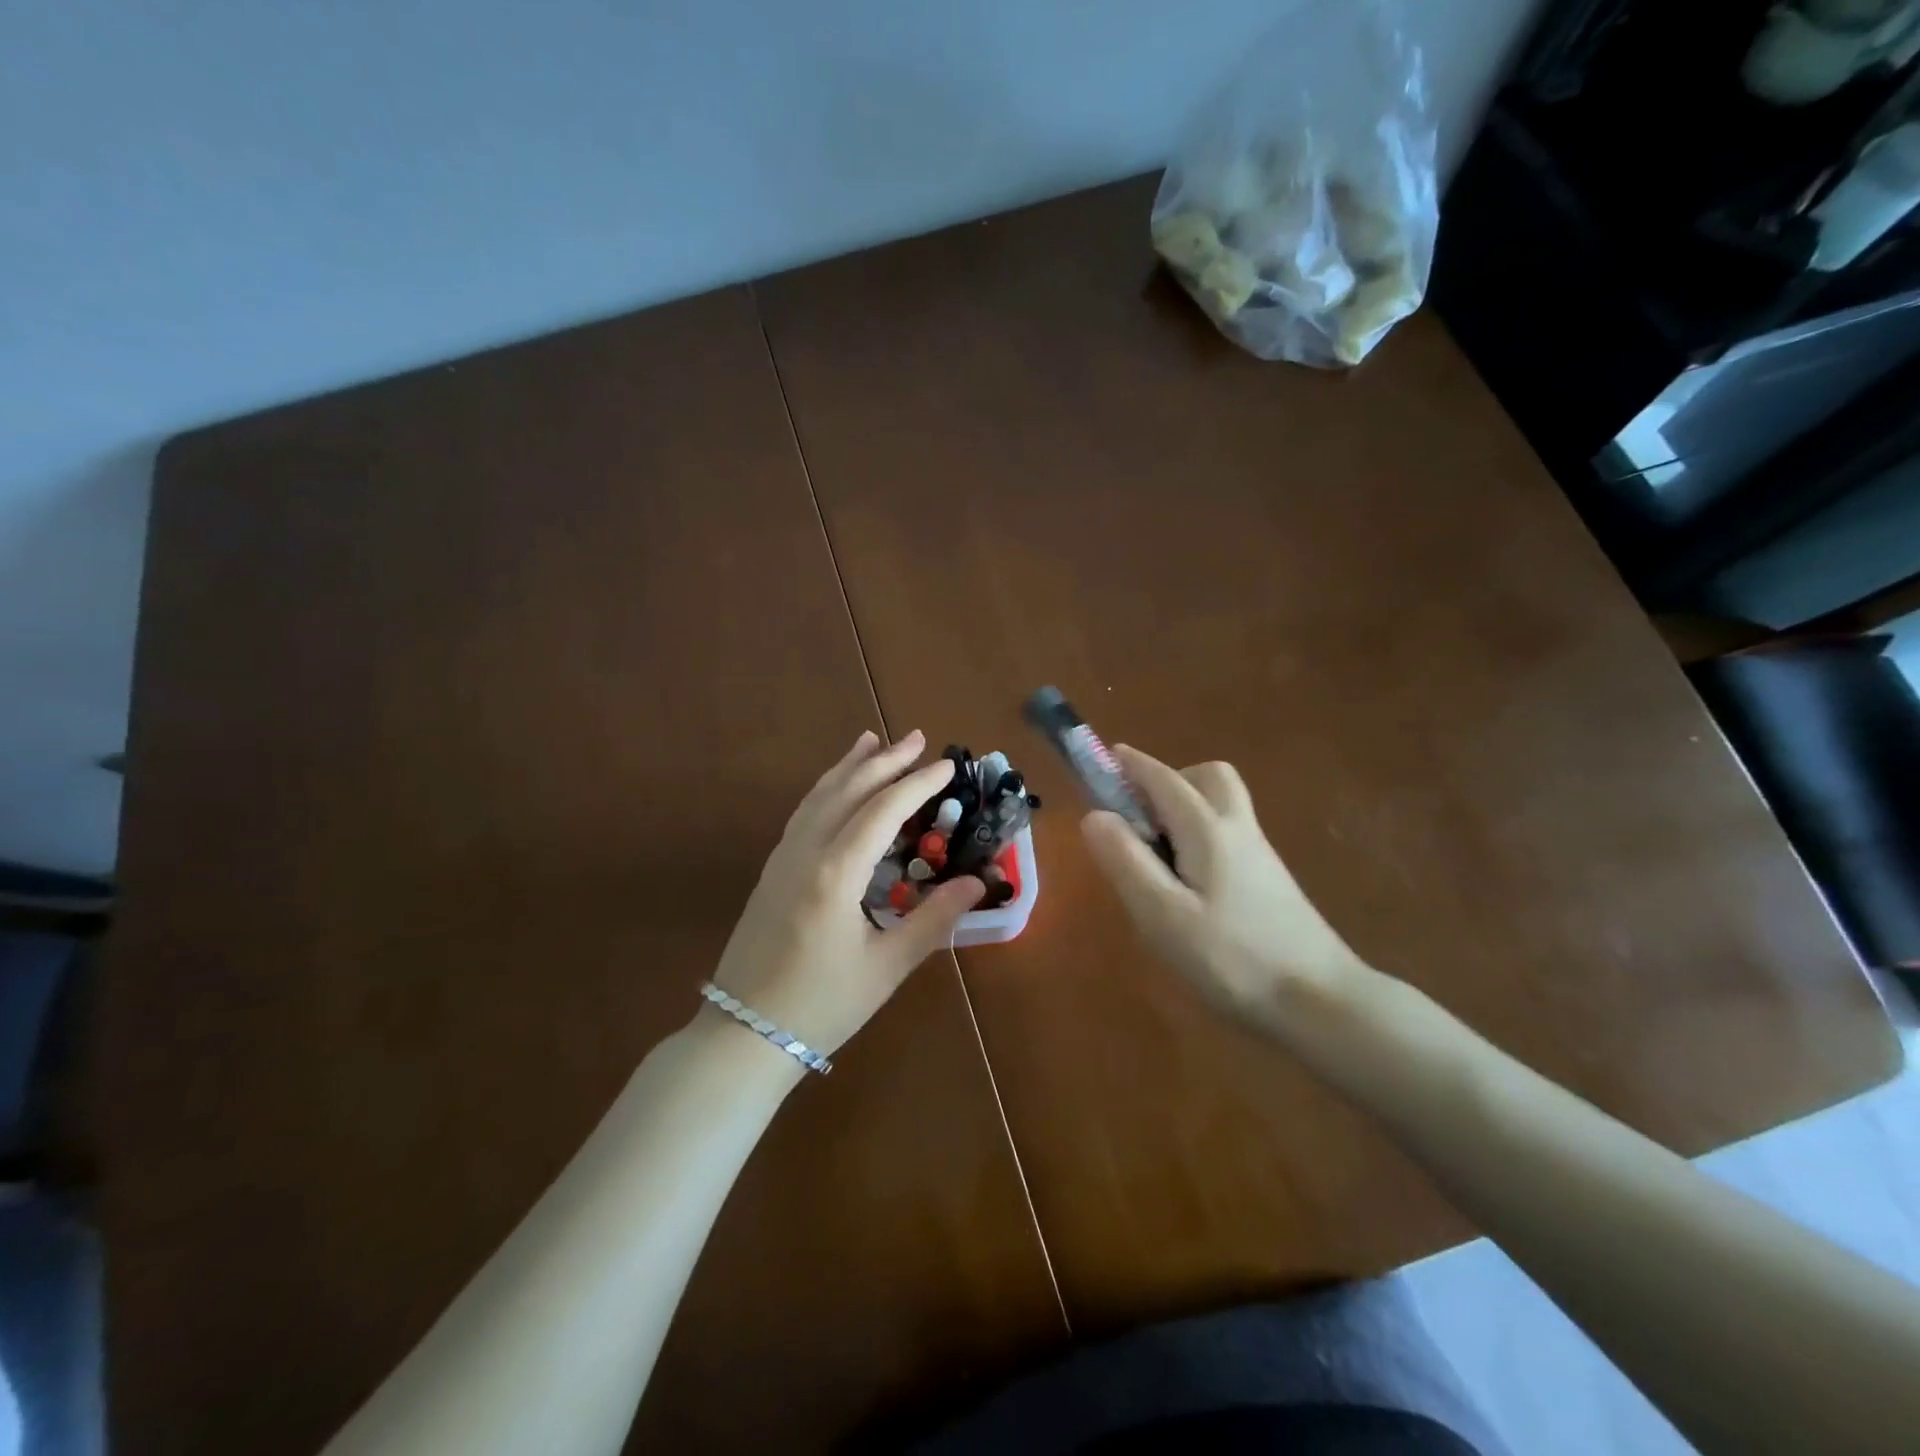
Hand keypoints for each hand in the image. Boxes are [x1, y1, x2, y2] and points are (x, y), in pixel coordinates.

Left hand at [707, 730, 984, 1061]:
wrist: (744, 1035)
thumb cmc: (822, 1005)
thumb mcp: (887, 966)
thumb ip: (933, 919)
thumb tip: (977, 883)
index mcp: (836, 873)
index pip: (883, 810)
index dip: (918, 784)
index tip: (948, 765)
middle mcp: (806, 852)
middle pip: (849, 790)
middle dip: (886, 761)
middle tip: (919, 739)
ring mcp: (782, 858)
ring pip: (819, 796)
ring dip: (850, 766)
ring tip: (873, 741)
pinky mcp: (772, 870)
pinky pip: (803, 813)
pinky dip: (825, 789)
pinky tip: (835, 787)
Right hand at [1080, 745, 1364, 1034]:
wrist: (1322, 1003)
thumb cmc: (1232, 958)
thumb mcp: (1162, 914)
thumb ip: (1125, 860)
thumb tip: (1094, 815)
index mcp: (1207, 829)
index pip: (1164, 779)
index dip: (1131, 765)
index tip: (1105, 758)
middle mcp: (1238, 829)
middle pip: (1208, 777)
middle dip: (1169, 781)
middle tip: (1140, 819)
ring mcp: (1260, 855)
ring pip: (1222, 805)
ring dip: (1186, 807)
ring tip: (1158, 856)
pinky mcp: (1271, 881)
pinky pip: (1229, 835)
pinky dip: (1202, 835)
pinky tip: (1190, 885)